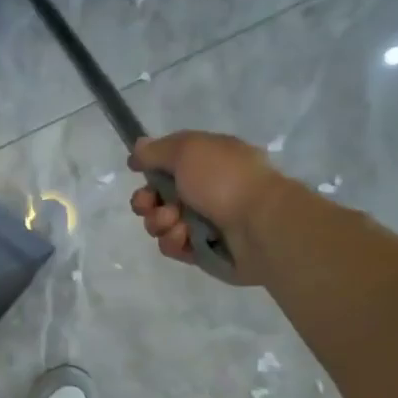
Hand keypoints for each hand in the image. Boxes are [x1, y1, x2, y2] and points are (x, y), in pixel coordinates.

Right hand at [128, 131, 284, 285]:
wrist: (259, 225)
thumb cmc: (224, 180)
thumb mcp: (188, 150)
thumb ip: (158, 150)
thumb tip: (138, 147)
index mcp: (208, 160)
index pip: (168, 164)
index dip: (150, 169)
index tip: (138, 172)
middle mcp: (206, 189)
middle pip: (159, 196)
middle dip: (146, 201)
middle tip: (150, 205)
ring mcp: (206, 222)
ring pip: (162, 223)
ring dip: (160, 222)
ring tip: (176, 223)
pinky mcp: (204, 250)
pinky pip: (174, 246)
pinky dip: (175, 242)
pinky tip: (185, 238)